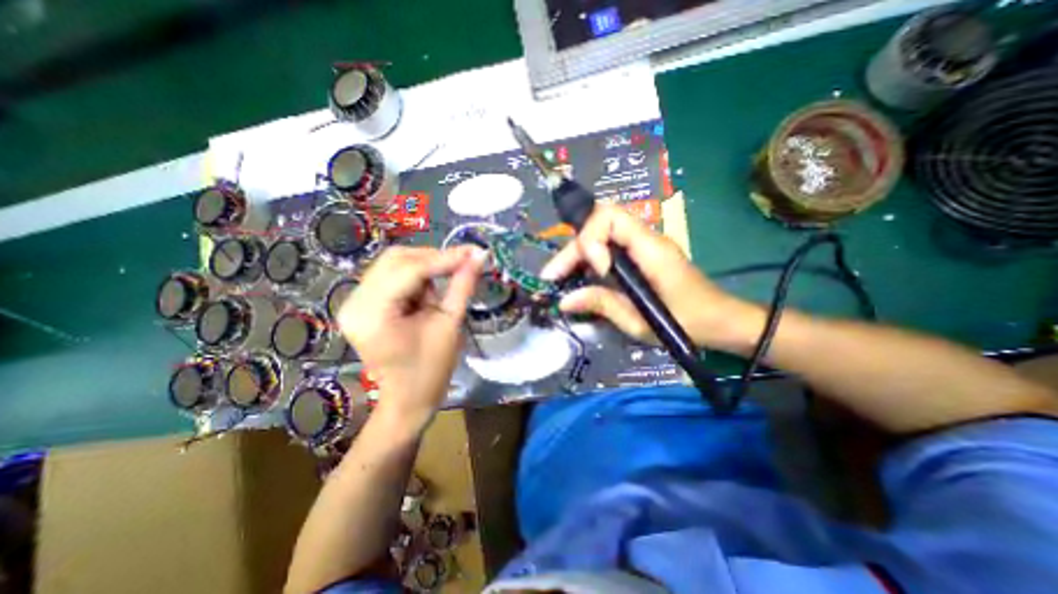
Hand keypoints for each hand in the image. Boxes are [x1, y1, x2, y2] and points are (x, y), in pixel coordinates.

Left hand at [340, 244, 481, 434]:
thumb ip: (462, 286)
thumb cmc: (431, 370)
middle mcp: (354, 302)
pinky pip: (390, 276)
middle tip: (463, 263)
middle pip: (396, 259)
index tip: (474, 252)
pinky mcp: (361, 304)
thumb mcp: (450, 325)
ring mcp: (353, 302)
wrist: (408, 400)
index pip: (410, 270)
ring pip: (392, 264)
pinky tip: (427, 293)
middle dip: (433, 259)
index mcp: (373, 314)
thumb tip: (478, 256)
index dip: (445, 258)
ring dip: (424, 267)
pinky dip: (414, 277)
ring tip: (443, 287)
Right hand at [545, 204, 761, 351]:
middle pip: (598, 225)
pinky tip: (579, 279)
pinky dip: (589, 261)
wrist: (722, 321)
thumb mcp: (642, 321)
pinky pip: (608, 248)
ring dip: (576, 255)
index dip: (592, 240)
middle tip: (552, 277)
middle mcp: (645, 238)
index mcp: (650, 248)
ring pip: (600, 235)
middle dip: (572, 249)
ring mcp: (643, 246)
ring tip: (559, 279)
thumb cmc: (688, 323)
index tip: (596, 271)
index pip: (608, 216)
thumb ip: (602, 305)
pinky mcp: (641, 256)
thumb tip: (565, 300)